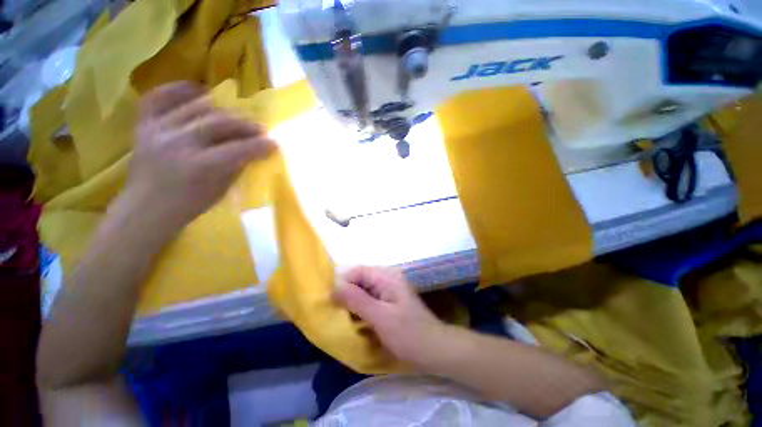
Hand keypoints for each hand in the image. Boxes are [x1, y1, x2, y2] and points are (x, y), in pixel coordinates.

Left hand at [125, 82, 274, 229]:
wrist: (146, 208)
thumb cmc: (188, 204)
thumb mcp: (221, 190)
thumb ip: (236, 166)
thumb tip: (252, 151)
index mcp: (200, 166)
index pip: (238, 149)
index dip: (260, 145)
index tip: (274, 143)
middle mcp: (178, 142)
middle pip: (219, 123)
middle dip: (245, 125)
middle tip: (259, 129)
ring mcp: (158, 130)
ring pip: (197, 108)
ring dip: (223, 111)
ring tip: (235, 117)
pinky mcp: (144, 124)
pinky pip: (158, 98)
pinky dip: (178, 90)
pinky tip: (198, 90)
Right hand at [334, 266, 445, 366]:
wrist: (435, 350)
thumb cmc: (408, 334)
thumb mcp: (380, 317)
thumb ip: (357, 300)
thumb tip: (333, 287)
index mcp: (386, 276)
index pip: (356, 271)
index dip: (342, 283)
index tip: (331, 302)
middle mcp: (386, 279)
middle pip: (359, 280)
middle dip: (346, 294)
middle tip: (336, 313)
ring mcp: (388, 291)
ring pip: (363, 291)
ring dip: (352, 303)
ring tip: (343, 319)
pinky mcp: (389, 303)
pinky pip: (369, 301)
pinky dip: (360, 309)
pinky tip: (356, 322)